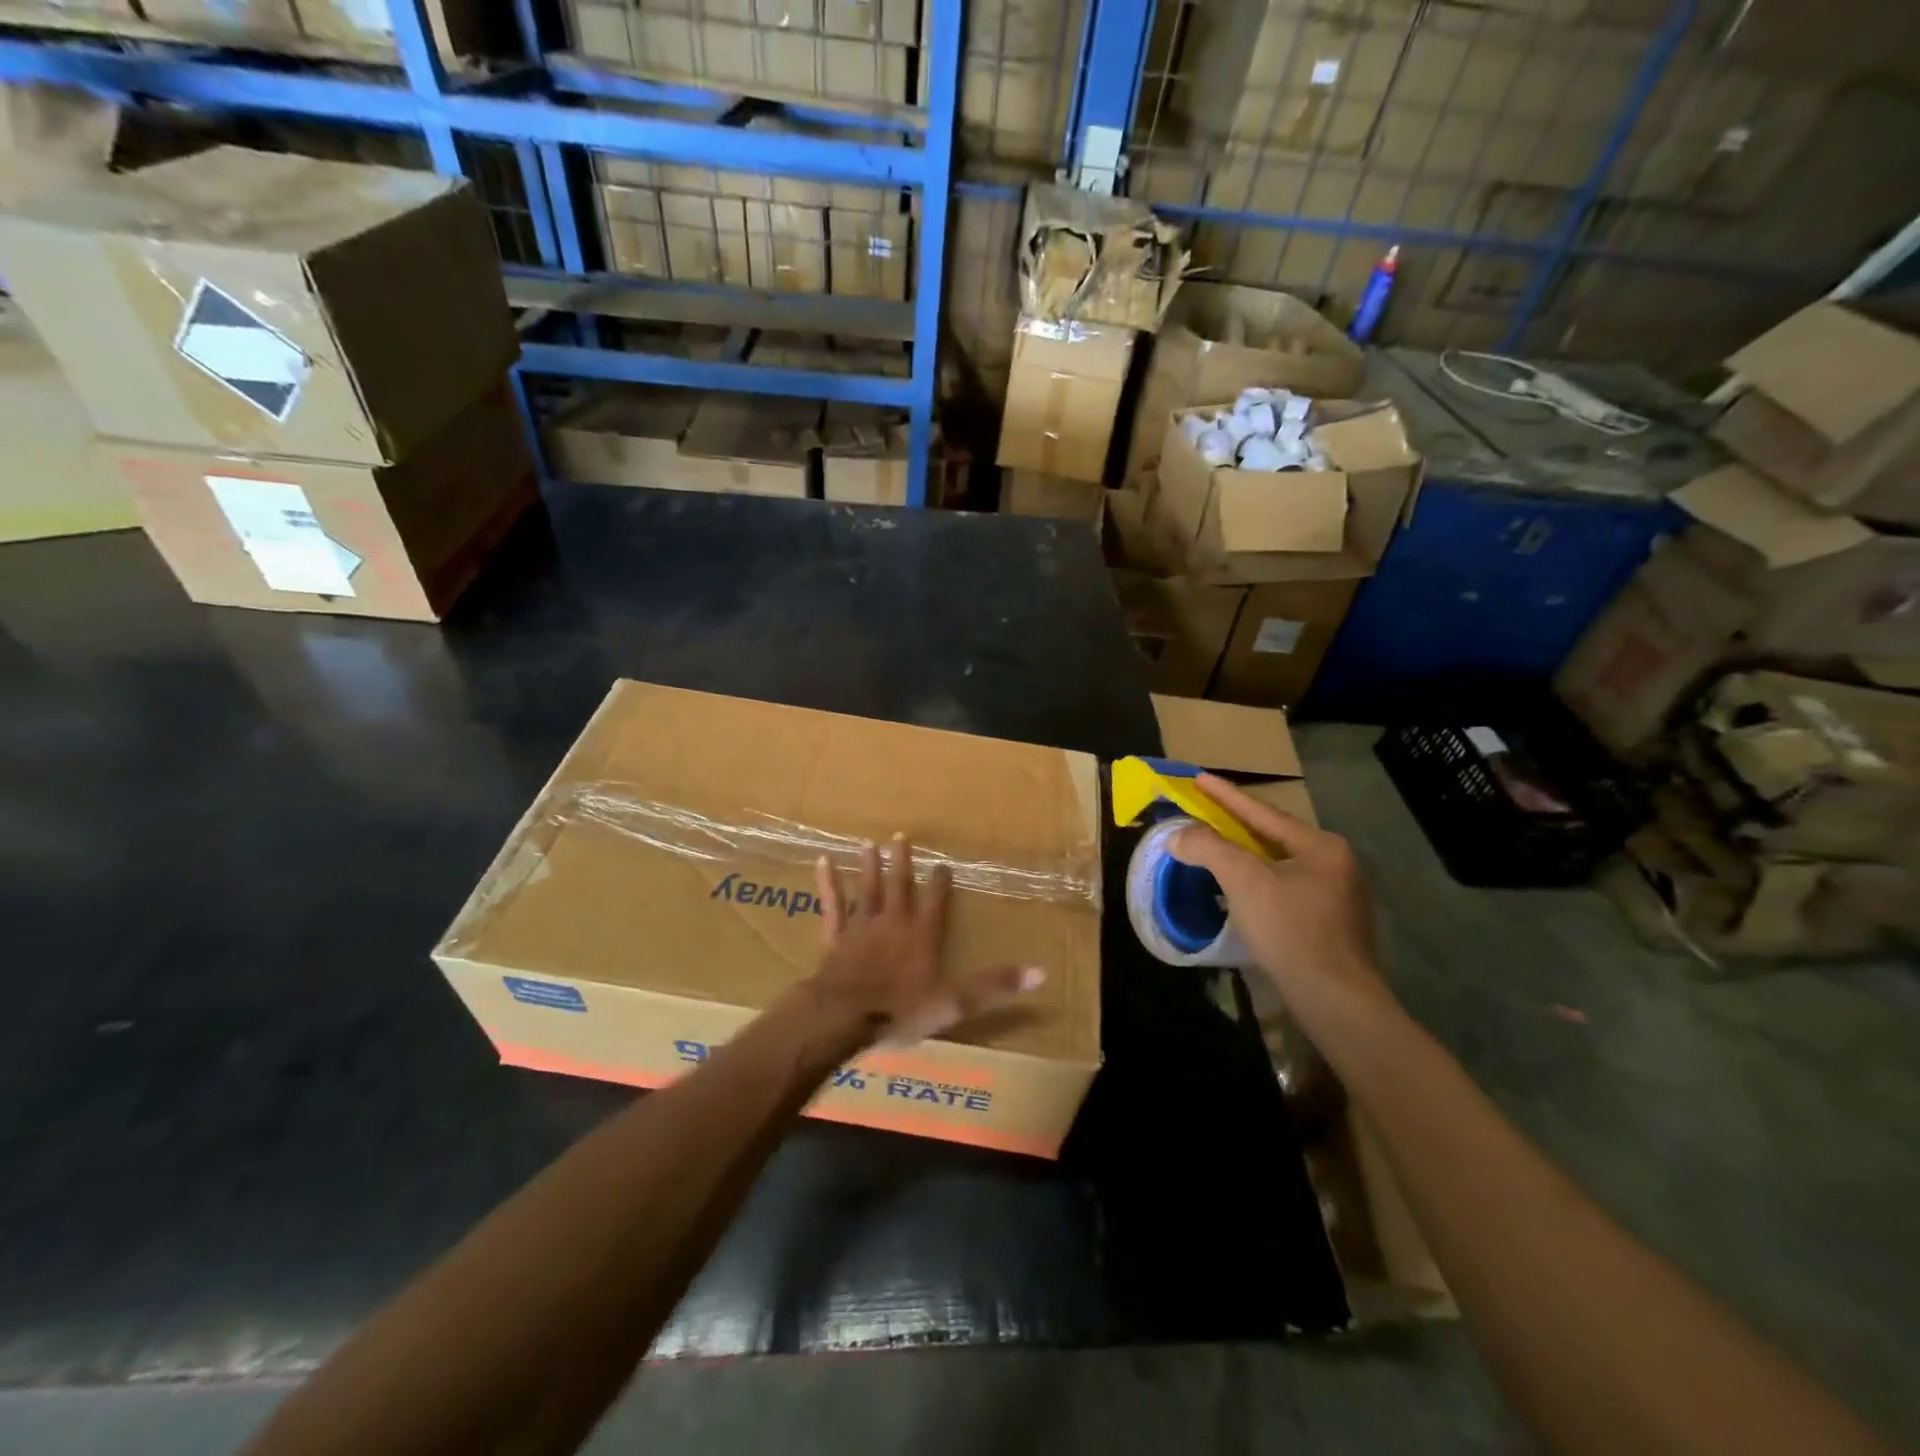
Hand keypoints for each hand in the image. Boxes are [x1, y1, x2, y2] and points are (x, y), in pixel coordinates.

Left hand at [806, 835, 1044, 1047]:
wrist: (844, 1014)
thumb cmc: (900, 1009)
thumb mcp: (954, 1002)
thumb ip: (994, 985)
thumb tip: (1040, 973)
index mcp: (922, 934)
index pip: (936, 900)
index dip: (940, 882)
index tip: (942, 862)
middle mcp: (893, 921)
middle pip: (899, 885)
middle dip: (902, 861)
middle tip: (901, 835)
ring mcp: (861, 926)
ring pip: (867, 888)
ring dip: (870, 866)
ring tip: (869, 843)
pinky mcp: (835, 936)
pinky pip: (832, 904)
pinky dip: (828, 882)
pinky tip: (823, 861)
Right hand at [1168, 774, 1390, 1023]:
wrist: (1336, 1001)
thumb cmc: (1291, 931)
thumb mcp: (1243, 881)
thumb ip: (1208, 849)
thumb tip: (1178, 836)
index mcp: (1320, 846)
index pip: (1262, 813)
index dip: (1226, 795)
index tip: (1199, 777)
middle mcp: (1335, 864)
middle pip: (1272, 837)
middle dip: (1234, 826)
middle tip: (1202, 814)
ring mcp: (1336, 896)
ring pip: (1278, 865)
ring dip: (1243, 857)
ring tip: (1213, 850)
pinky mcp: (1329, 924)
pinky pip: (1284, 890)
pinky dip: (1256, 883)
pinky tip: (1237, 891)